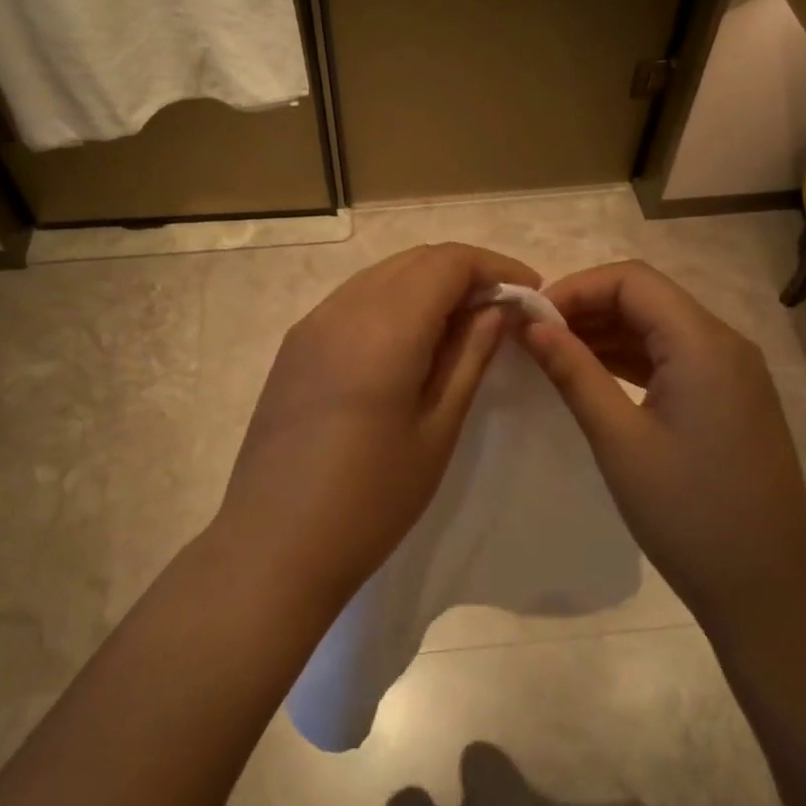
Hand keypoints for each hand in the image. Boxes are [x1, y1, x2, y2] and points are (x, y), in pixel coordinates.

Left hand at [218, 242, 539, 599]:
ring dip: (427, 285)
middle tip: (500, 310)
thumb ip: (469, 357)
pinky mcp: (293, 347)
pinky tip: (409, 344)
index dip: (495, 267)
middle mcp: (342, 309)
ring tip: (460, 326)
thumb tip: (495, 309)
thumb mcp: (437, 429)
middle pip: (414, 260)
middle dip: (464, 272)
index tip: (529, 292)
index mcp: (384, 327)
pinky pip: (353, 301)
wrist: (275, 545)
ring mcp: (310, 325)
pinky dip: (392, 303)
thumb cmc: (371, 499)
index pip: (448, 262)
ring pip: (382, 276)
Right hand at [518, 261, 805, 626]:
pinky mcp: (731, 398)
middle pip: (647, 298)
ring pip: (660, 327)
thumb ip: (573, 372)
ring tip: (553, 356)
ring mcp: (733, 372)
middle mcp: (725, 343)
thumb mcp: (618, 439)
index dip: (575, 288)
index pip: (631, 280)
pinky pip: (675, 358)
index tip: (531, 320)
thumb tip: (531, 325)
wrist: (765, 588)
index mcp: (703, 343)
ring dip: (607, 333)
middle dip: (587, 308)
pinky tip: (594, 376)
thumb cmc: (686, 512)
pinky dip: (632, 359)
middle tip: (534, 338)